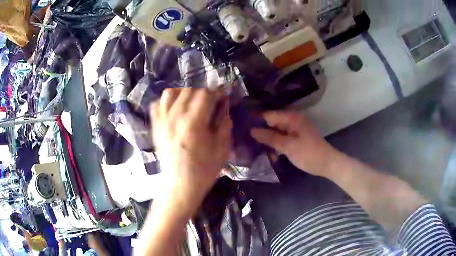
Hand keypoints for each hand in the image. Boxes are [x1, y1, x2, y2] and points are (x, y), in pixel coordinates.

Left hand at [150, 88, 231, 213]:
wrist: (180, 186)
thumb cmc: (204, 170)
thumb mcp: (222, 148)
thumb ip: (224, 122)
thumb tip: (224, 104)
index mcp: (193, 123)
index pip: (205, 94)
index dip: (217, 91)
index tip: (224, 94)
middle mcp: (175, 117)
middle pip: (189, 89)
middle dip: (203, 89)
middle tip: (211, 97)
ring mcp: (162, 121)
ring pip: (171, 92)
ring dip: (184, 91)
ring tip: (192, 99)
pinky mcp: (155, 127)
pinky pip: (157, 104)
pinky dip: (167, 100)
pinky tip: (175, 106)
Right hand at [251, 111, 337, 176]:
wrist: (327, 164)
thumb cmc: (309, 154)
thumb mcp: (288, 146)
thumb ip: (270, 137)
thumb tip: (251, 130)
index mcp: (292, 118)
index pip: (269, 115)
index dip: (256, 121)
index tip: (242, 129)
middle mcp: (292, 120)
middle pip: (272, 124)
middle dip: (261, 133)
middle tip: (247, 143)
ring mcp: (295, 129)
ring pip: (276, 133)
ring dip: (269, 142)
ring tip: (258, 151)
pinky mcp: (296, 138)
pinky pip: (282, 139)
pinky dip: (277, 146)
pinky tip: (272, 155)